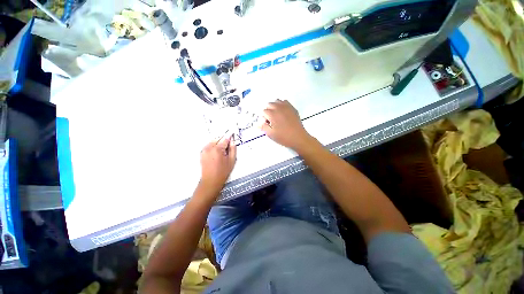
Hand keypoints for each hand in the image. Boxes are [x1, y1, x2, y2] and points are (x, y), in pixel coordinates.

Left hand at [200, 135, 236, 191]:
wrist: (211, 181)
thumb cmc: (223, 172)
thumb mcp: (232, 160)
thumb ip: (233, 149)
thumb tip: (233, 141)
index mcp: (217, 149)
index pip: (225, 138)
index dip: (230, 136)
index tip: (233, 133)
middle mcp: (209, 147)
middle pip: (218, 138)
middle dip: (224, 140)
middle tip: (228, 146)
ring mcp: (204, 150)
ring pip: (213, 141)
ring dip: (218, 143)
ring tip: (223, 151)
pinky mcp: (202, 153)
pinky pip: (209, 145)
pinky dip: (214, 146)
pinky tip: (217, 153)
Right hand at [260, 99, 313, 151]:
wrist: (298, 138)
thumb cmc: (283, 137)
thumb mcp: (270, 134)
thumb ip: (263, 127)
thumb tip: (258, 123)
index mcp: (272, 114)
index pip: (264, 111)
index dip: (264, 118)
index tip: (267, 124)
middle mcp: (278, 108)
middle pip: (269, 104)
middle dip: (268, 111)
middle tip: (271, 120)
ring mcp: (286, 107)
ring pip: (277, 101)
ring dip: (274, 106)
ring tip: (276, 115)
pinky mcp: (292, 108)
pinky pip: (285, 102)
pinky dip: (282, 105)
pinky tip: (283, 112)